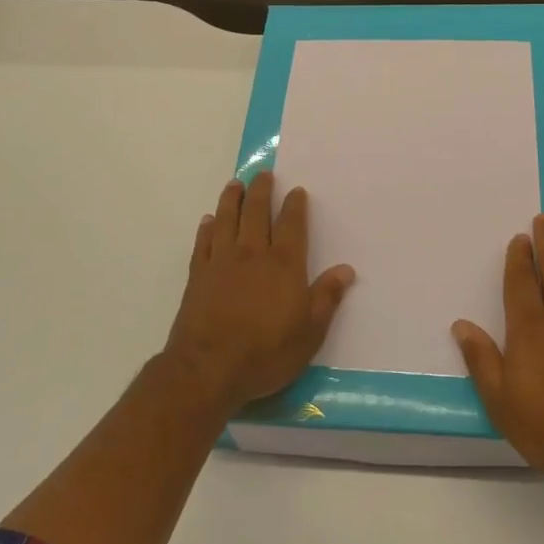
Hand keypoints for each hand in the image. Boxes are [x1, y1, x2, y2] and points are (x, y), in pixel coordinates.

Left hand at [162, 173, 355, 417]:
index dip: (295, 206)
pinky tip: (208, 220)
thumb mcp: (309, 332)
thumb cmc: (266, 353)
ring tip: (235, 184)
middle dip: (262, 191)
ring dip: (232, 199)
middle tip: (264, 174)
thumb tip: (346, 269)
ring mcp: (222, 262)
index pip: (291, 225)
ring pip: (227, 220)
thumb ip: (327, 298)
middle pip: (257, 213)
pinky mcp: (198, 275)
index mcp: (283, 264)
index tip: (296, 190)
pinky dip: (207, 228)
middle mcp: (252, 254)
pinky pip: (203, 243)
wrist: (208, 368)